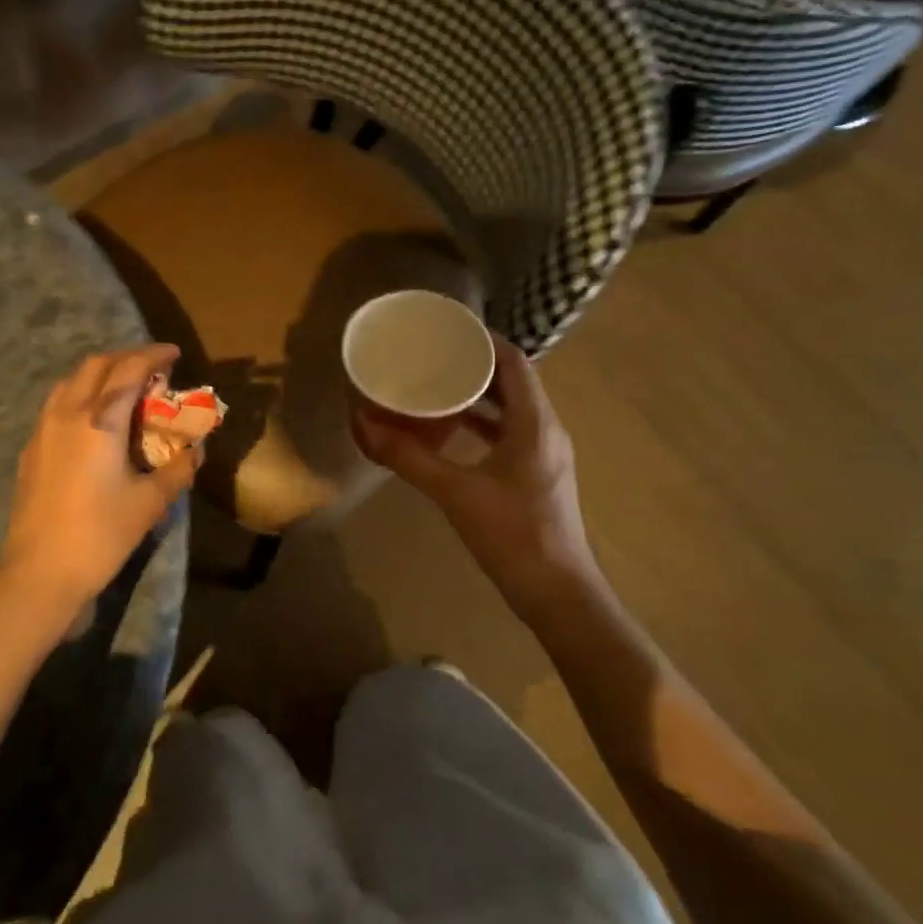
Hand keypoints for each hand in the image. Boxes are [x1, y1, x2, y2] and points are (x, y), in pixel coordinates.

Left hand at [0, 344, 200, 629]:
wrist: (40, 572)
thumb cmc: (101, 534)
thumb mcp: (151, 502)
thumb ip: (178, 468)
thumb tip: (196, 450)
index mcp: (100, 421)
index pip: (129, 369)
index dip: (154, 355)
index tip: (174, 353)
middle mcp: (68, 414)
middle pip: (96, 366)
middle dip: (126, 358)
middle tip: (152, 368)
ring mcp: (43, 430)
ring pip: (72, 381)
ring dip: (101, 374)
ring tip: (125, 388)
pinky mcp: (31, 449)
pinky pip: (58, 404)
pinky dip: (82, 395)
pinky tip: (94, 420)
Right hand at [353, 337, 600, 618]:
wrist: (557, 593)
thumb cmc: (512, 535)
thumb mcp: (455, 493)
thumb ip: (410, 458)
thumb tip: (365, 425)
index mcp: (535, 423)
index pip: (514, 362)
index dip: (484, 340)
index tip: (448, 330)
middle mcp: (546, 430)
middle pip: (514, 381)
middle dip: (475, 365)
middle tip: (434, 355)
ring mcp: (545, 454)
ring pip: (512, 409)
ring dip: (479, 395)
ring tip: (437, 386)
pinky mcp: (537, 475)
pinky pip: (510, 433)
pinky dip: (483, 425)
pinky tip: (452, 431)